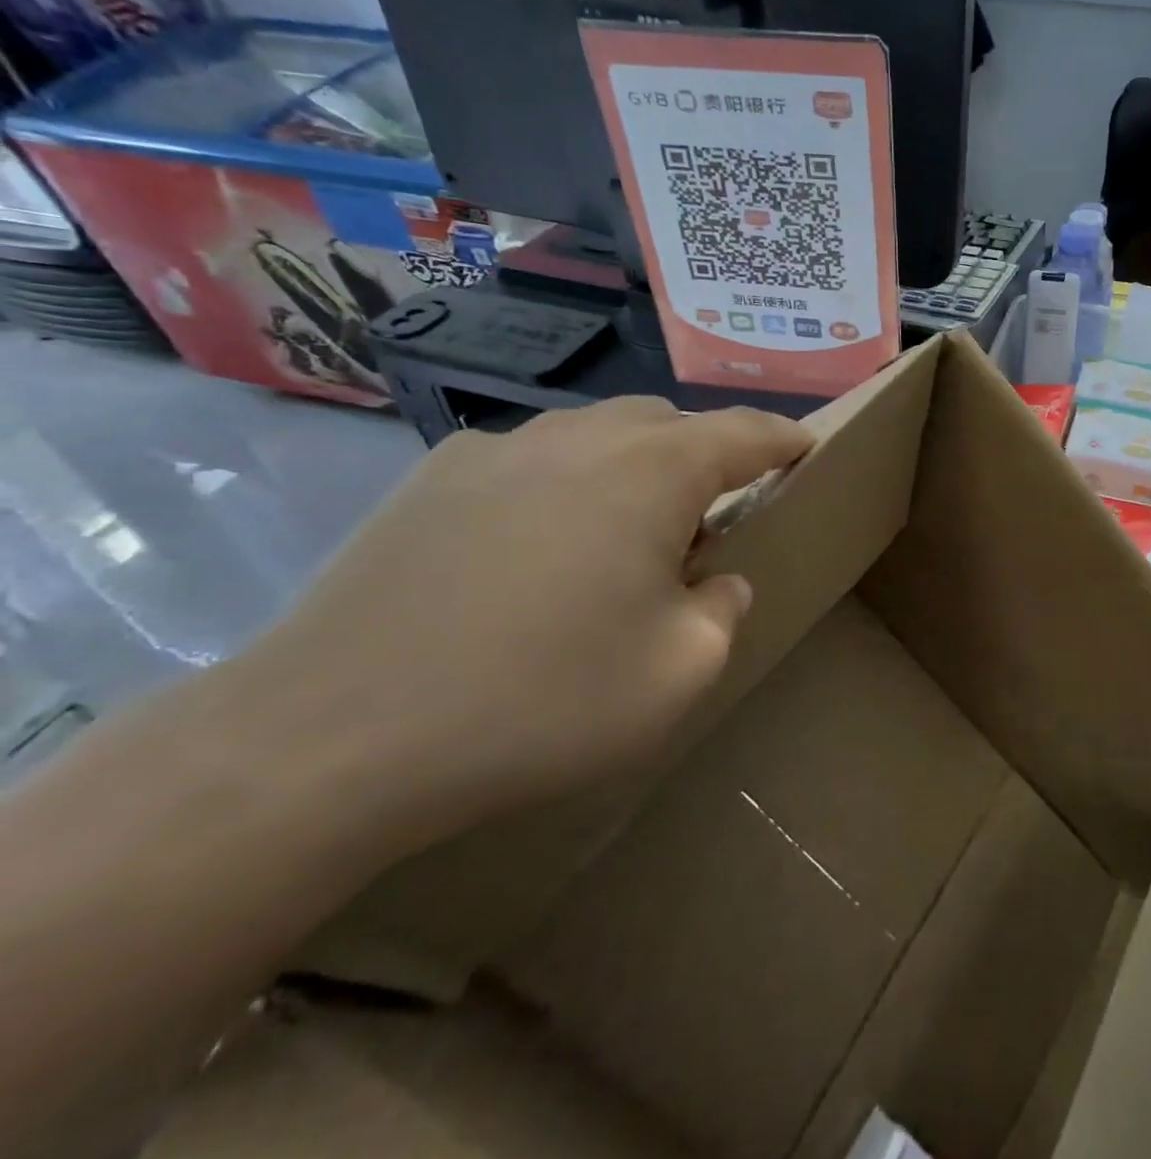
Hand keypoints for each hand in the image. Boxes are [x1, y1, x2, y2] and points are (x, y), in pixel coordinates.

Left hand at [206, 399, 810, 854]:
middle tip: (711, 521)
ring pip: (597, 433)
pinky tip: (538, 547)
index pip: (744, 433)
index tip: (808, 449)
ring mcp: (499, 449)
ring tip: (625, 534)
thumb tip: (717, 579)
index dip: (784, 439)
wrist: (335, 735)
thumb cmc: (541, 700)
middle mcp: (580, 438)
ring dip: (635, 467)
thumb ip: (723, 610)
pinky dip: (565, 483)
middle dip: (706, 458)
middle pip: (668, 424)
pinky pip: (532, 458)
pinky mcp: (434, 478)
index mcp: (652, 473)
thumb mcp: (679, 672)